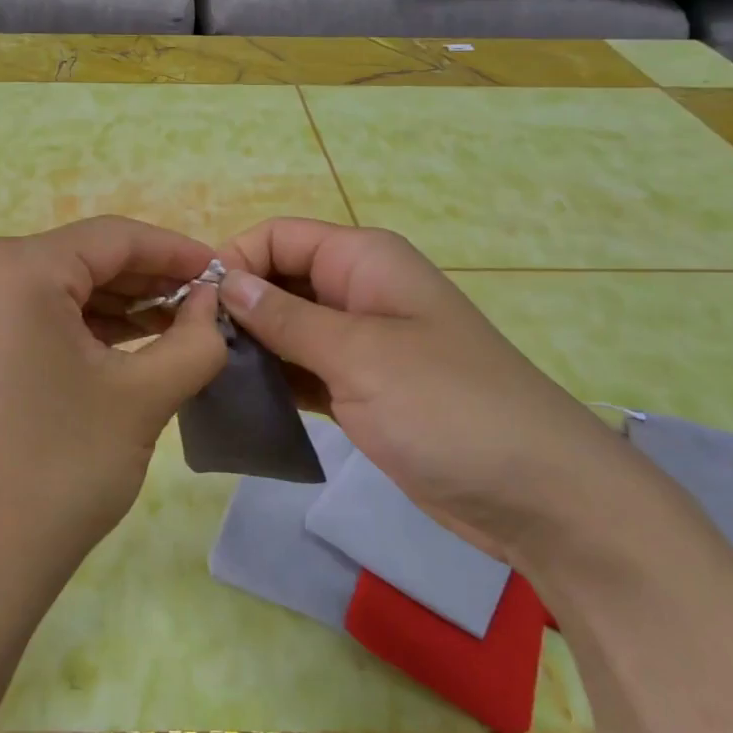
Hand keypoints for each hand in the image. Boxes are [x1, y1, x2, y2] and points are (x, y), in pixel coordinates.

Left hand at [0, 217, 227, 596]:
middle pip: (81, 258)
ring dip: (112, 305)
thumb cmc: (58, 470)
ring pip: (54, 285)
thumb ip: (195, 338)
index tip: (222, 273)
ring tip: (171, 328)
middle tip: (201, 307)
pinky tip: (119, 344)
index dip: (176, 252)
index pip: (114, 238)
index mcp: (16, 266)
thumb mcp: (143, 397)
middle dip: (146, 282)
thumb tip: (212, 302)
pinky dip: (73, 324)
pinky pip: (26, 311)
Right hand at [217, 218, 626, 552]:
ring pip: (287, 327)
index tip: (195, 308)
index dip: (234, 261)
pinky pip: (303, 369)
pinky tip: (239, 399)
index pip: (278, 237)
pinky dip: (274, 378)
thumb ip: (286, 316)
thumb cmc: (449, 407)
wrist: (539, 496)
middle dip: (237, 306)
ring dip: (250, 345)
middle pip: (279, 279)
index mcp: (363, 260)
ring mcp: (361, 343)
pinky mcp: (361, 389)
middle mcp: (358, 291)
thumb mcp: (359, 354)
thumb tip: (224, 280)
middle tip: (193, 351)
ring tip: (205, 377)